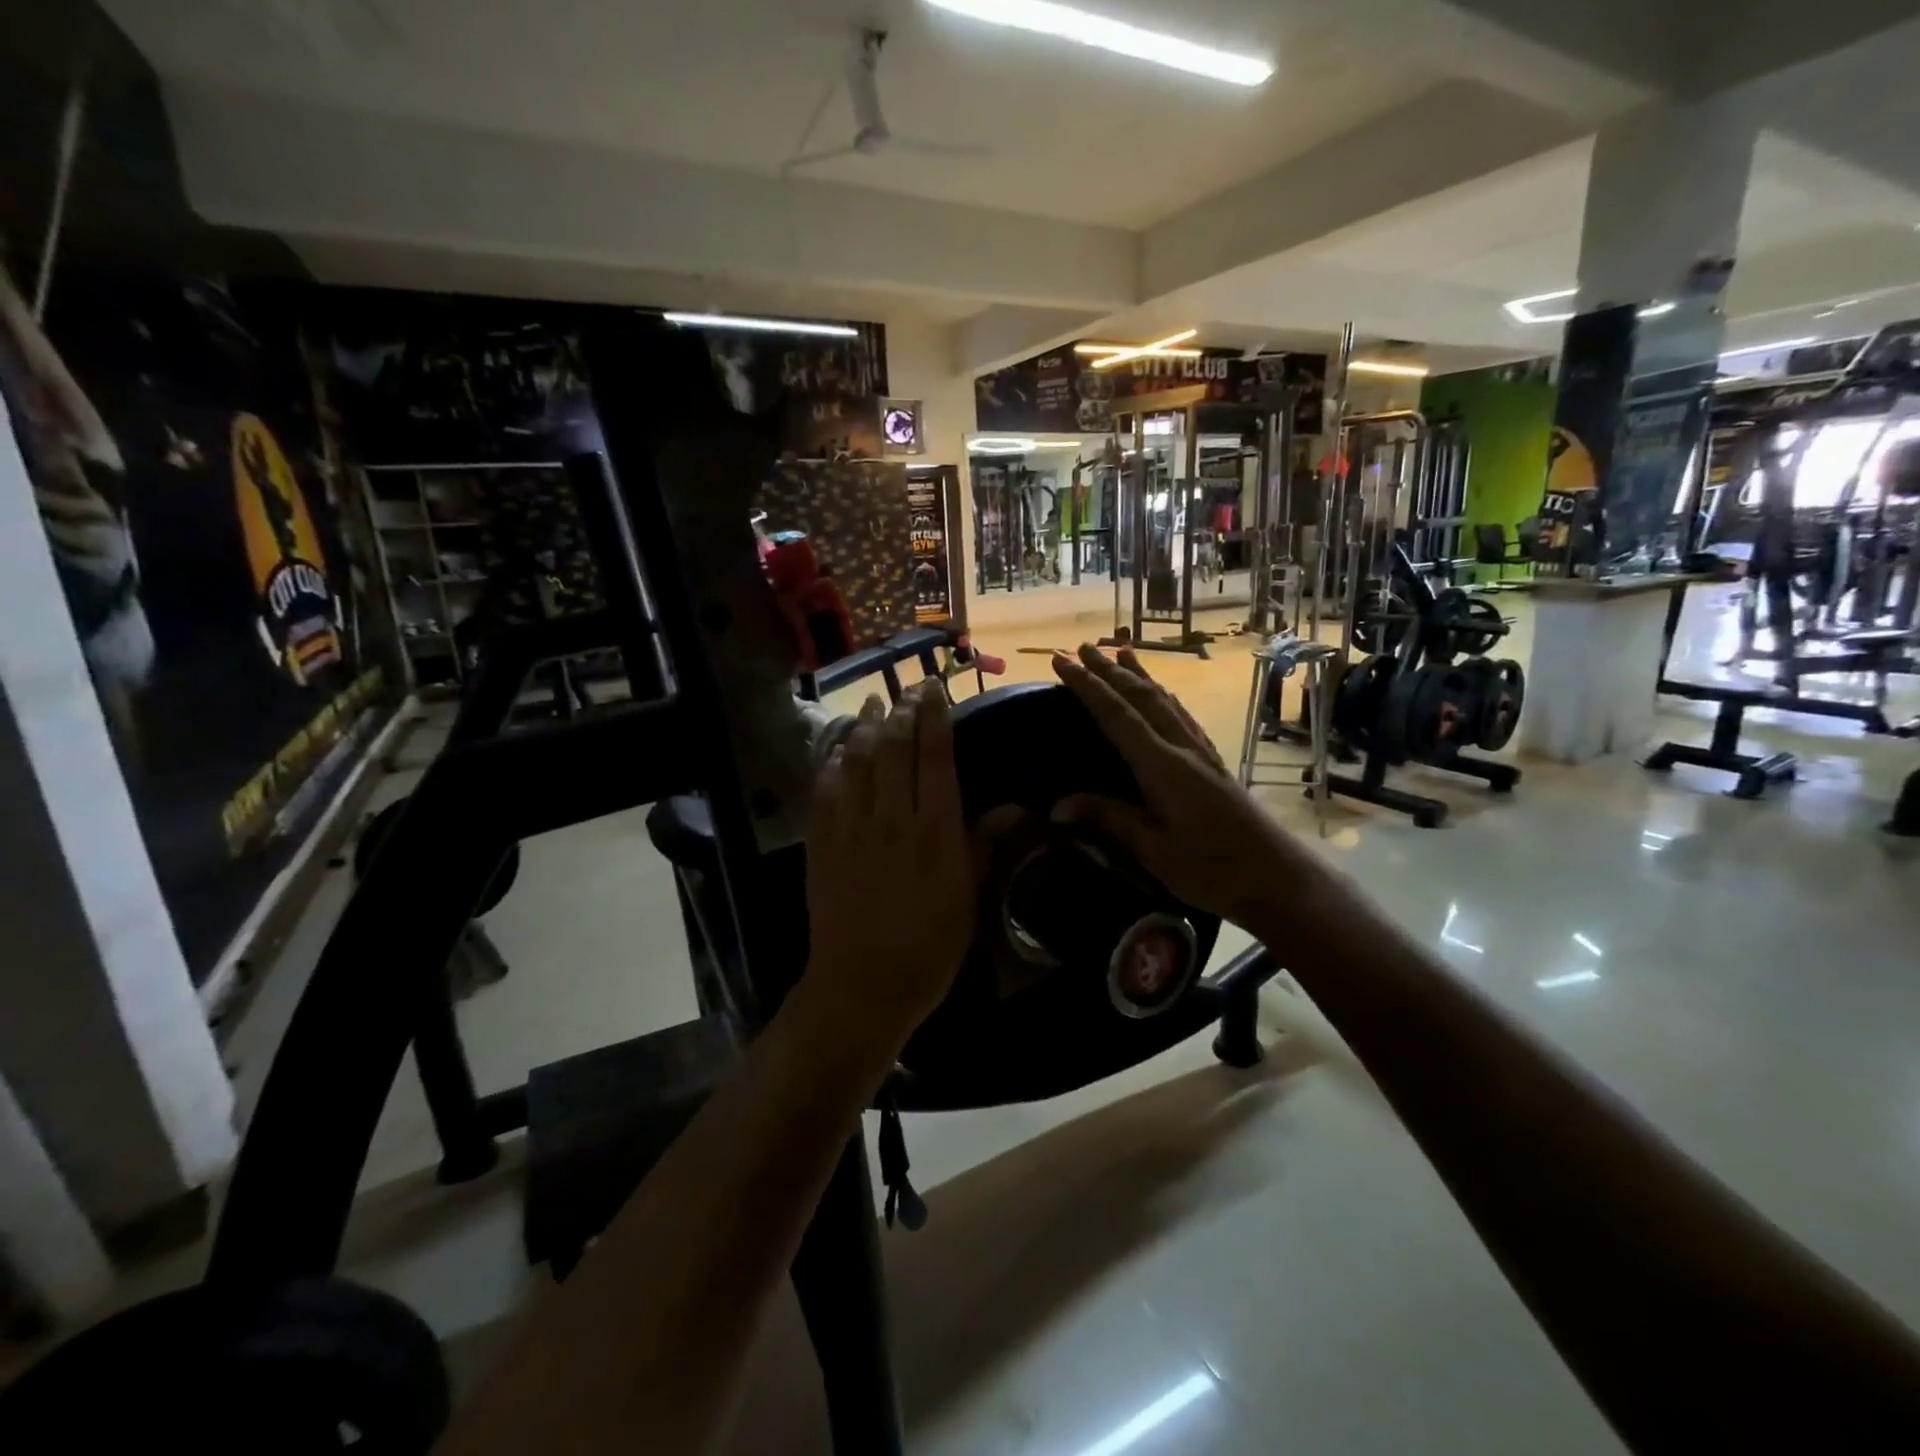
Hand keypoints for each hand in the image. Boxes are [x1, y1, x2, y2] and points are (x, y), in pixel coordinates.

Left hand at [804, 682, 973, 1049]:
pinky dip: (833, 762)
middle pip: (895, 749)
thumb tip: (1016, 807)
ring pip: (858, 761)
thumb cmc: (929, 949)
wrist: (862, 987)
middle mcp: (893, 819)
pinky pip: (825, 790)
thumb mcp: (969, 900)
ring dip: (867, 726)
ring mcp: (852, 828)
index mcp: (935, 831)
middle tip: (908, 688)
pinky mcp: (822, 843)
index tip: (934, 689)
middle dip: (903, 711)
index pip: (935, 758)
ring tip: (874, 702)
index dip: (935, 717)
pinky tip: (839, 749)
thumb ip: (986, 845)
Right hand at [1050, 645, 1337, 932]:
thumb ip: (1110, 819)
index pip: (1117, 715)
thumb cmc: (1214, 871)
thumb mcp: (1154, 851)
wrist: (1280, 879)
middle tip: (1082, 647)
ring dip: (1139, 675)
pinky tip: (1162, 695)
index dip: (1087, 686)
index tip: (1061, 660)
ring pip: (1166, 701)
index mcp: (1163, 767)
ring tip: (1121, 651)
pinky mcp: (1214, 763)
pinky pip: (1182, 715)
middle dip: (1109, 670)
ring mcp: (1202, 753)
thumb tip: (1058, 805)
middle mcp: (1183, 748)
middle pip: (1142, 697)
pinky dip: (1164, 696)